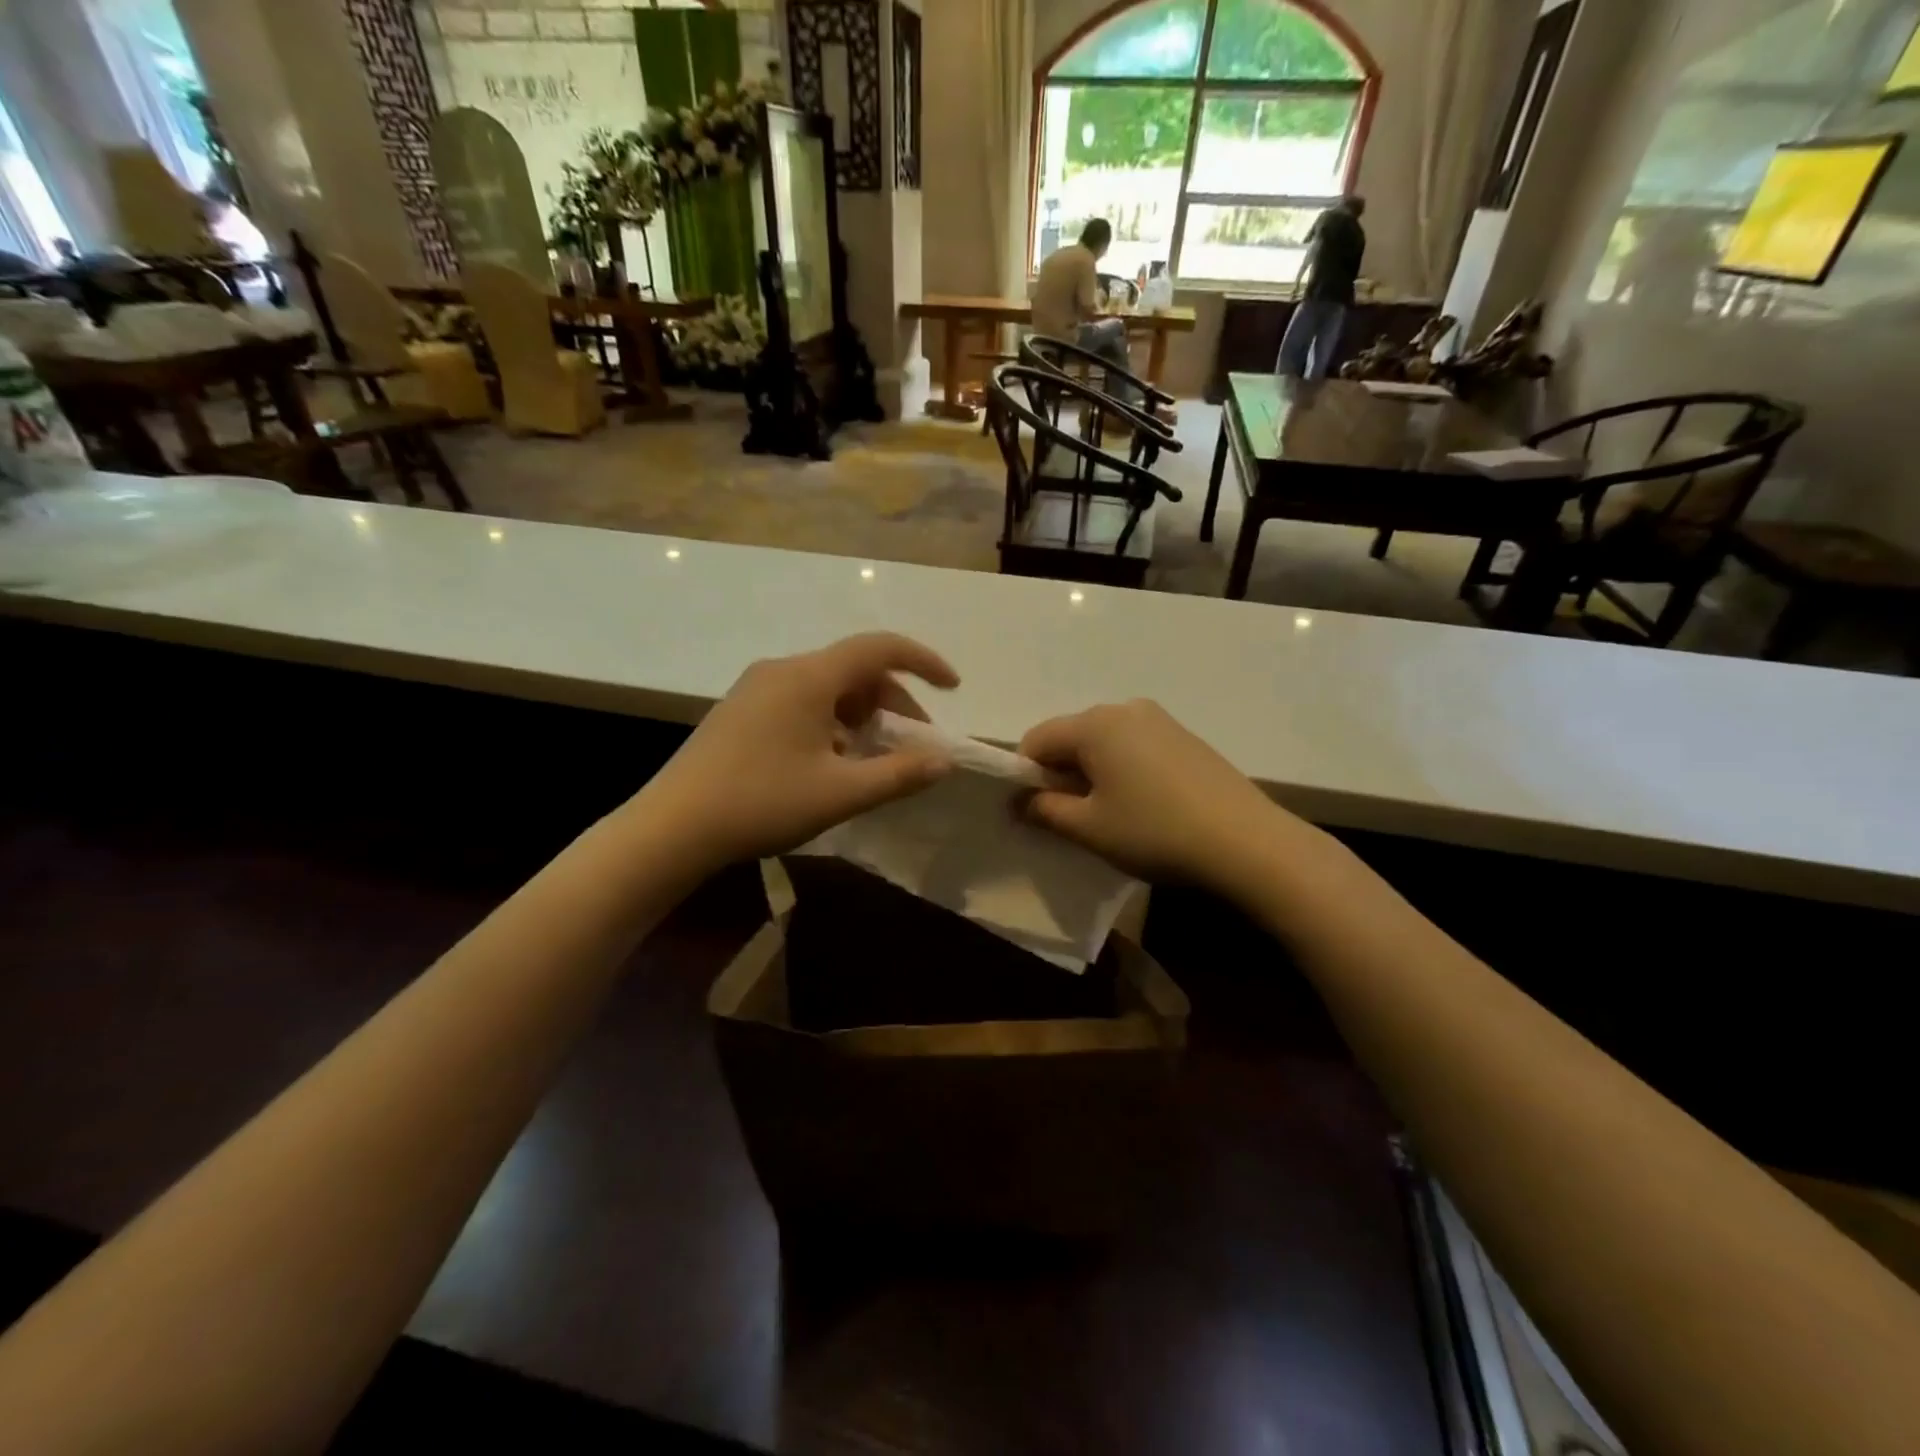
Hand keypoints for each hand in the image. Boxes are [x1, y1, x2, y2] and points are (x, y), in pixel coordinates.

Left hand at [642, 633, 958, 867]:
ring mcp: (757, 688)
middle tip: (913, 747)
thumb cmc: (761, 803)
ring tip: (872, 762)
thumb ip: (899, 774)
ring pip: (828, 689)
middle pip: (855, 671)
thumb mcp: (840, 793)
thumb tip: (943, 761)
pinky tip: (830, 764)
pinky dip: (832, 724)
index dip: (923, 661)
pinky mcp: (741, 710)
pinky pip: (802, 702)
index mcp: (808, 677)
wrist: (672, 827)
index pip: (880, 648)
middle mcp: (783, 670)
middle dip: (893, 703)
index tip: (952, 687)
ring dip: (862, 717)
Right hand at [1020, 699, 1292, 888]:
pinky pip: (1135, 748)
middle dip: (1059, 775)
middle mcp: (1125, 709)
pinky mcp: (1186, 738)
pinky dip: (1123, 772)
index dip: (1025, 776)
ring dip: (1092, 774)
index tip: (1033, 814)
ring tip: (1110, 816)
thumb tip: (1019, 802)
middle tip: (1071, 820)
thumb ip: (1043, 810)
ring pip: (1104, 743)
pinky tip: (1143, 807)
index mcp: (1095, 723)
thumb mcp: (1088, 828)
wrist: (1247, 843)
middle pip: (1071, 737)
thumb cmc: (1154, 832)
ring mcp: (1161, 721)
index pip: (1036, 740)